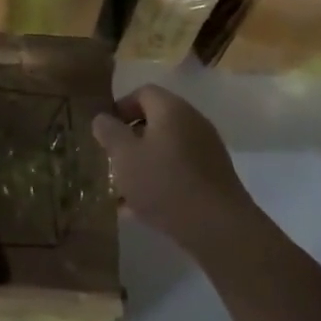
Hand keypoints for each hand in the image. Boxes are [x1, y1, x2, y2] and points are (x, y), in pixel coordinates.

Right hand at [92, 86, 263, 264]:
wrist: (218, 227)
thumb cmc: (164, 183)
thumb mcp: (124, 156)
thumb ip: (109, 132)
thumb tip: (103, 118)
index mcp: (172, 109)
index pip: (143, 92)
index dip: (120, 107)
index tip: (105, 131)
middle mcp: (193, 122)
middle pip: (156, 120)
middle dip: (130, 139)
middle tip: (112, 160)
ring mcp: (207, 150)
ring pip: (166, 148)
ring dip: (144, 162)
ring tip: (123, 189)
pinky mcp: (213, 176)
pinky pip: (179, 169)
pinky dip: (160, 180)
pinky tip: (142, 208)